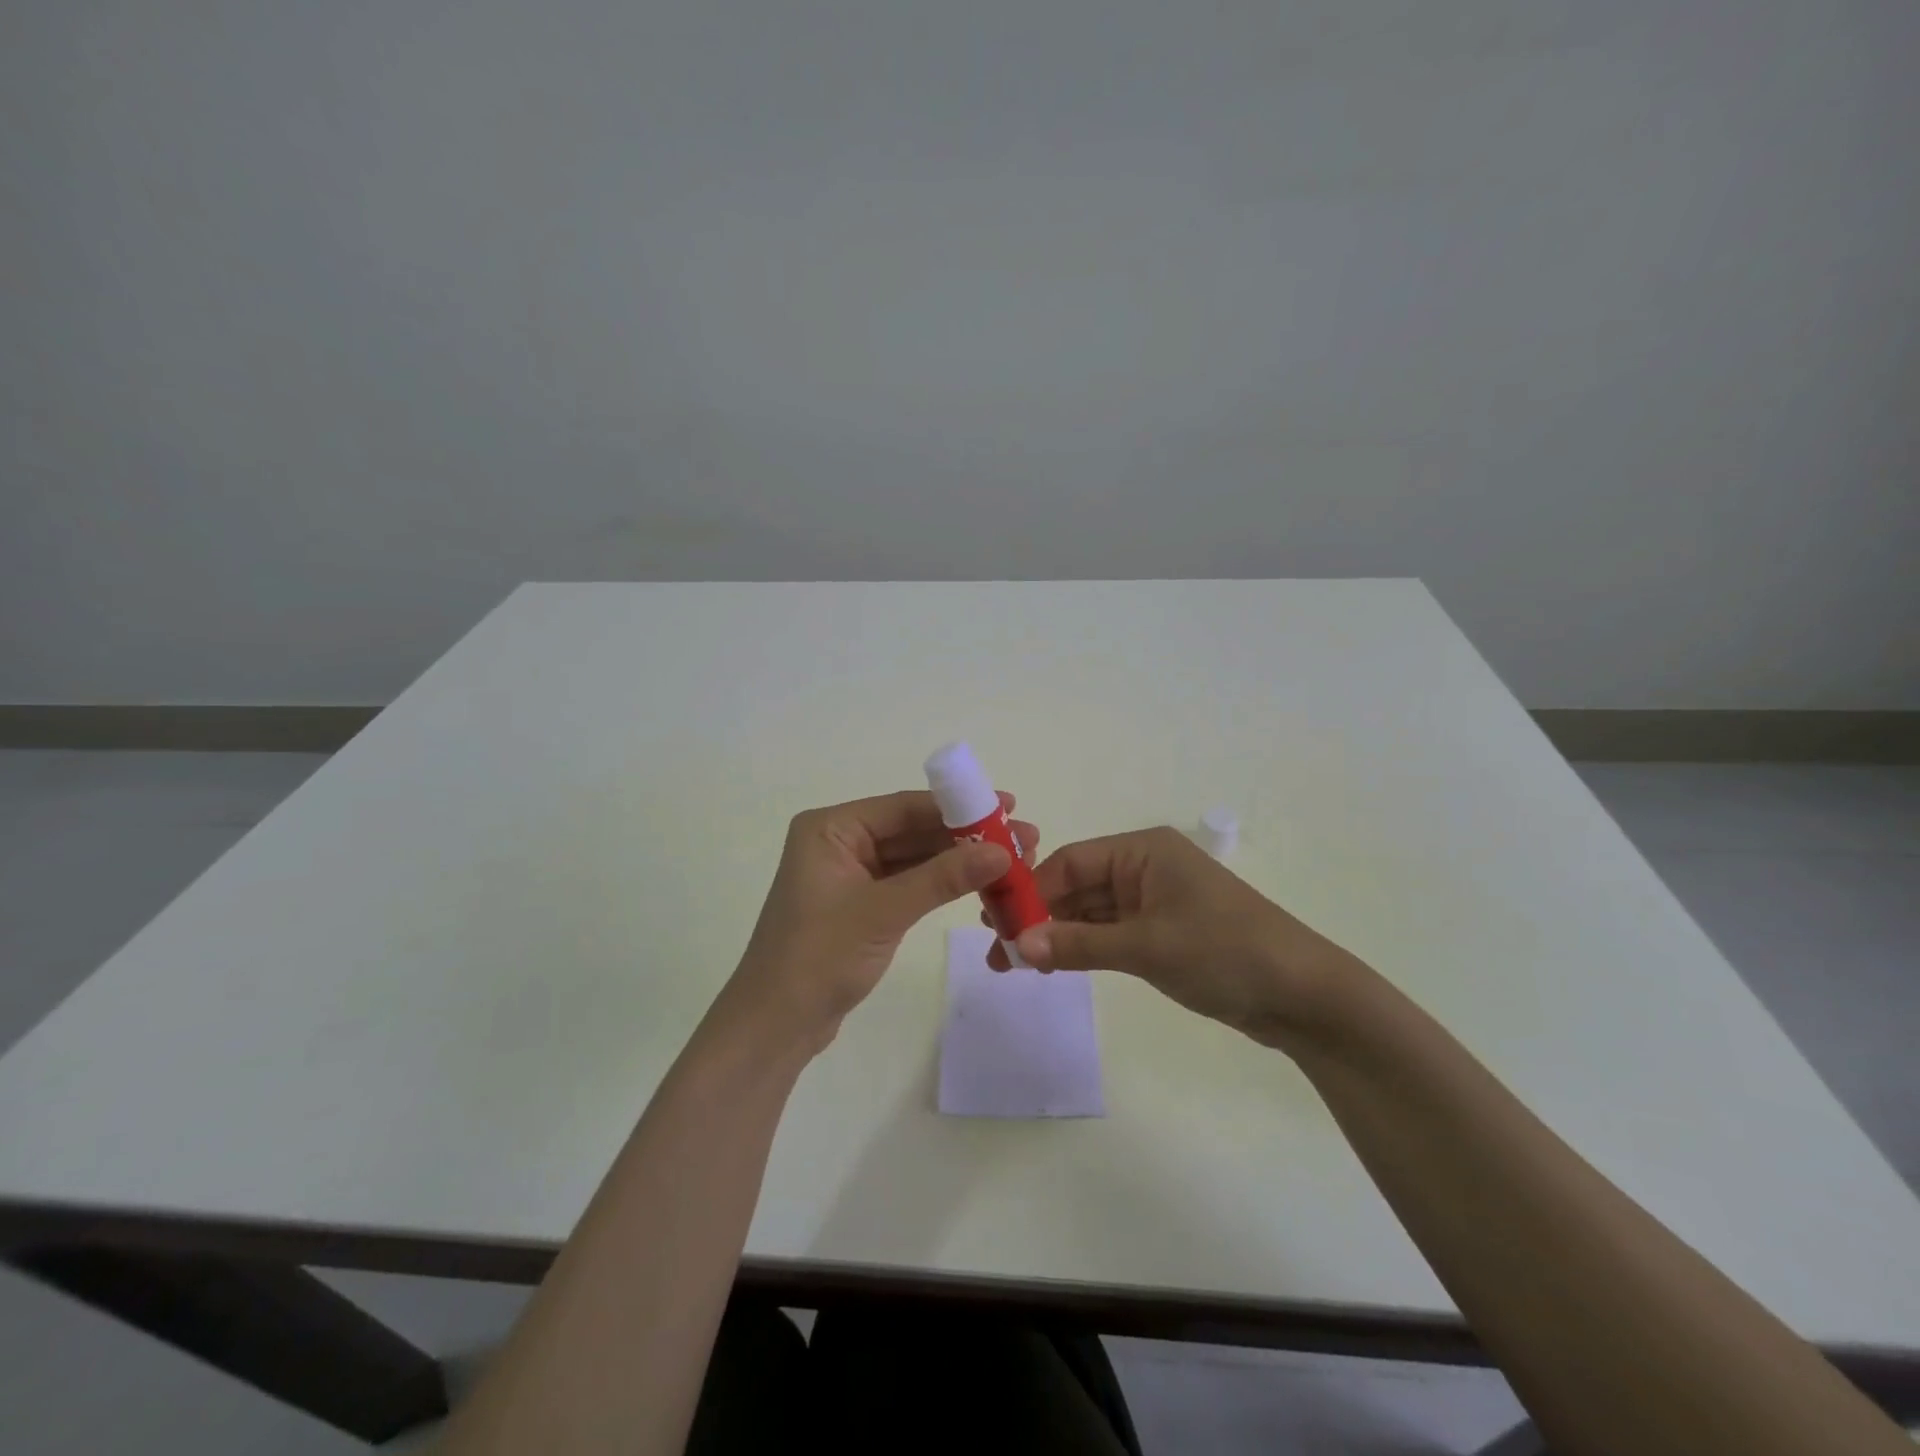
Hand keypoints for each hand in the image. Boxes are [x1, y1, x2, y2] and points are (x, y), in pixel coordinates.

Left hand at [720, 790, 1039, 1055]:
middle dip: (966, 836)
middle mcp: (839, 841)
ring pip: (914, 858)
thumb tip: (1003, 850)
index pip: (904, 807)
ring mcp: (850, 874)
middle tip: (1023, 838)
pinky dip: (941, 884)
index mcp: (831, 828)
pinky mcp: (861, 903)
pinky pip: (908, 883)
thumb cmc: (819, 958)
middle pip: (913, 830)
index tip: (1007, 806)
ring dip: (959, 860)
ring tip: (1014, 861)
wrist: (776, 1027)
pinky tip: (979, 883)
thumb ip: (943, 877)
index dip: (959, 807)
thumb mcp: (885, 912)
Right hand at [988, 827, 1360, 1049]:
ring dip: (1058, 935)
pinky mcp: (1164, 933)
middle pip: (1077, 886)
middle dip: (1039, 916)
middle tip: (998, 951)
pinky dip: (1084, 948)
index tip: (995, 923)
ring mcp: (1155, 902)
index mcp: (1143, 851)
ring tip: (1016, 964)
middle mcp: (1145, 868)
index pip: (1071, 863)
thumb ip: (1079, 945)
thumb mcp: (1147, 947)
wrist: (1304, 996)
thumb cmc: (1225, 951)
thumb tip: (1017, 948)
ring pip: (1091, 912)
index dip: (1032, 892)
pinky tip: (1054, 965)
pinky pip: (1111, 933)